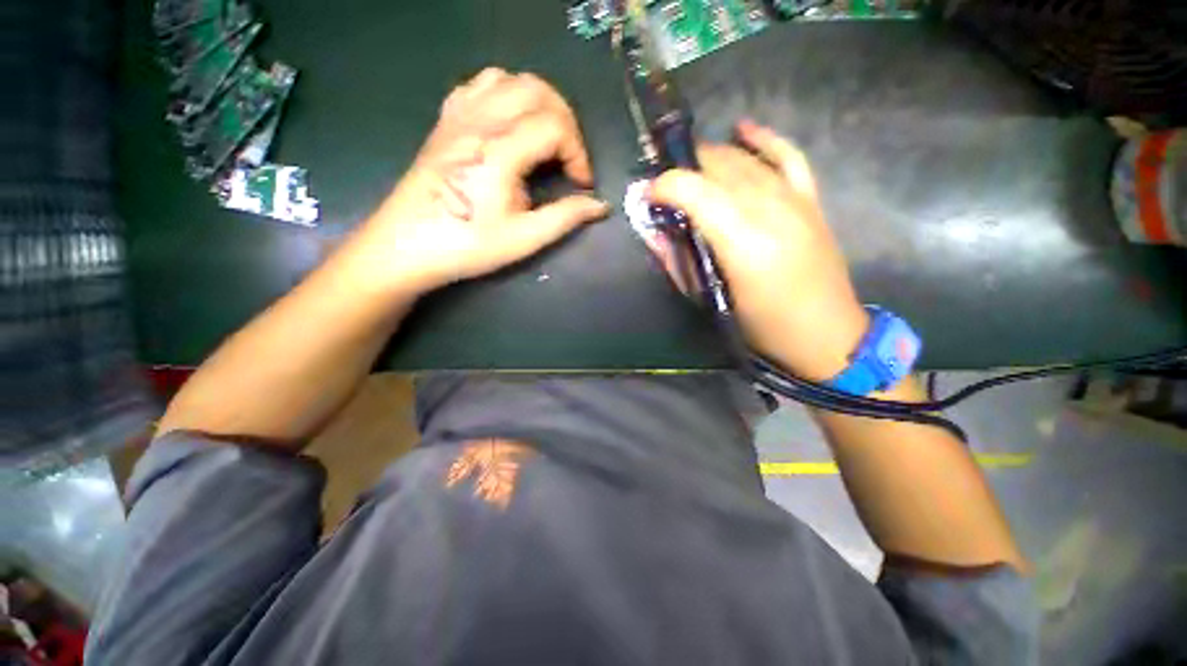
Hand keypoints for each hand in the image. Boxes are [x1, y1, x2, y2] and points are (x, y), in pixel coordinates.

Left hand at [341, 68, 610, 297]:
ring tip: (547, 137)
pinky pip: (480, 85)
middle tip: (570, 158)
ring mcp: (459, 116)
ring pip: (510, 80)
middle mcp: (480, 121)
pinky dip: (506, 94)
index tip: (581, 184)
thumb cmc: (467, 246)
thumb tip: (600, 206)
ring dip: (539, 102)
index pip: (556, 127)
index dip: (579, 154)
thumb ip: (566, 217)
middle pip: (537, 91)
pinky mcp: (446, 120)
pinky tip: (510, 123)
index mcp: (501, 151)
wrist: (406, 246)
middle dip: (566, 121)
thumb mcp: (524, 239)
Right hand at [649, 120, 867, 381]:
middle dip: (682, 170)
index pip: (694, 190)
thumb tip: (654, 232)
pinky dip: (763, 139)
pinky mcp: (810, 199)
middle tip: (664, 190)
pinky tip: (741, 129)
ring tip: (689, 170)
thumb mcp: (710, 301)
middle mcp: (768, 209)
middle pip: (717, 167)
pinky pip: (787, 155)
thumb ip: (679, 263)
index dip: (664, 186)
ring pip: (744, 159)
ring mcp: (794, 199)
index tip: (647, 197)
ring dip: (710, 158)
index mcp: (741, 241)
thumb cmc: (760, 326)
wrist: (826, 333)